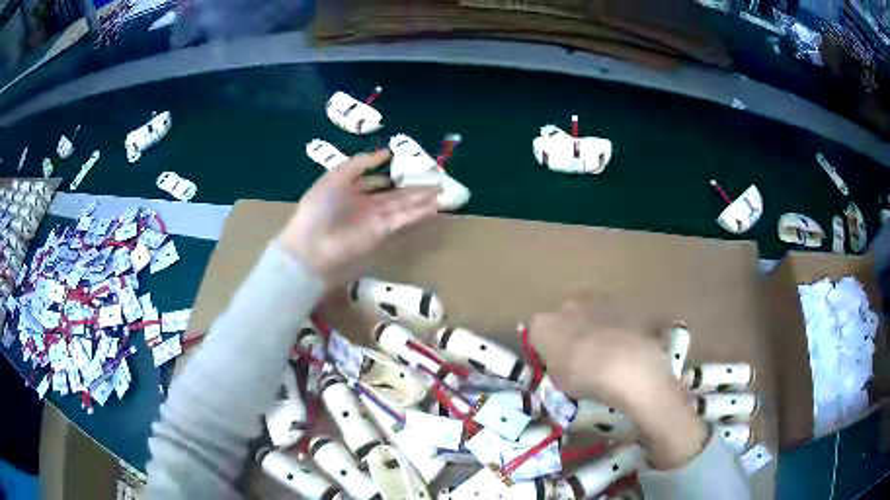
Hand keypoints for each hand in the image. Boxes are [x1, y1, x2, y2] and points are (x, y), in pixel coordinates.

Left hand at [277, 150, 438, 284]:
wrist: (311, 245)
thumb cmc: (319, 207)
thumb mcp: (336, 176)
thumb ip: (361, 163)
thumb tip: (386, 151)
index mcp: (352, 190)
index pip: (378, 182)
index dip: (394, 174)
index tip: (412, 166)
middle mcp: (367, 205)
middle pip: (396, 194)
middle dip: (415, 188)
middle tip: (438, 180)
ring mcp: (376, 219)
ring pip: (404, 206)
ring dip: (423, 200)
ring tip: (445, 192)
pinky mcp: (383, 232)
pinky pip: (404, 219)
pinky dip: (419, 213)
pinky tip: (436, 206)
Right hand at [529, 296, 707, 468]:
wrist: (627, 366)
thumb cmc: (585, 378)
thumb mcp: (558, 381)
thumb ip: (555, 365)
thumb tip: (561, 361)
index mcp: (543, 325)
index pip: (536, 334)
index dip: (545, 349)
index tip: (555, 364)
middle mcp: (566, 306)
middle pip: (564, 318)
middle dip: (570, 332)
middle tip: (581, 357)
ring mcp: (596, 300)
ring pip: (589, 312)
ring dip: (593, 326)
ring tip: (607, 351)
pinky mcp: (622, 301)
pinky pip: (613, 315)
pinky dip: (616, 326)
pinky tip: (625, 345)